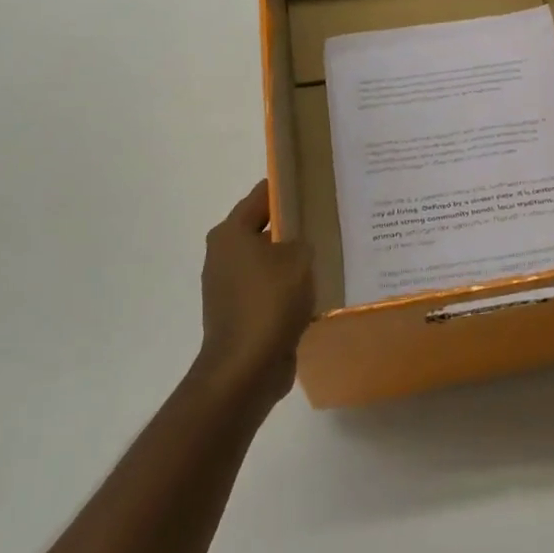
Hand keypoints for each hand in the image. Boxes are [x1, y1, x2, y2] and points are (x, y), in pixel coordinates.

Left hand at [194, 181, 314, 408]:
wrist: (245, 368)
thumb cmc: (269, 302)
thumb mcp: (298, 259)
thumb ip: (303, 239)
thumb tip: (301, 242)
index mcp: (230, 233)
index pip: (262, 196)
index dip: (288, 188)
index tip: (316, 183)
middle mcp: (224, 255)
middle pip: (265, 228)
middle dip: (295, 226)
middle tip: (330, 219)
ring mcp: (229, 287)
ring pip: (269, 261)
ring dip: (293, 261)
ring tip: (330, 254)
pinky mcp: (240, 313)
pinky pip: (270, 290)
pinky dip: (289, 289)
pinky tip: (317, 290)